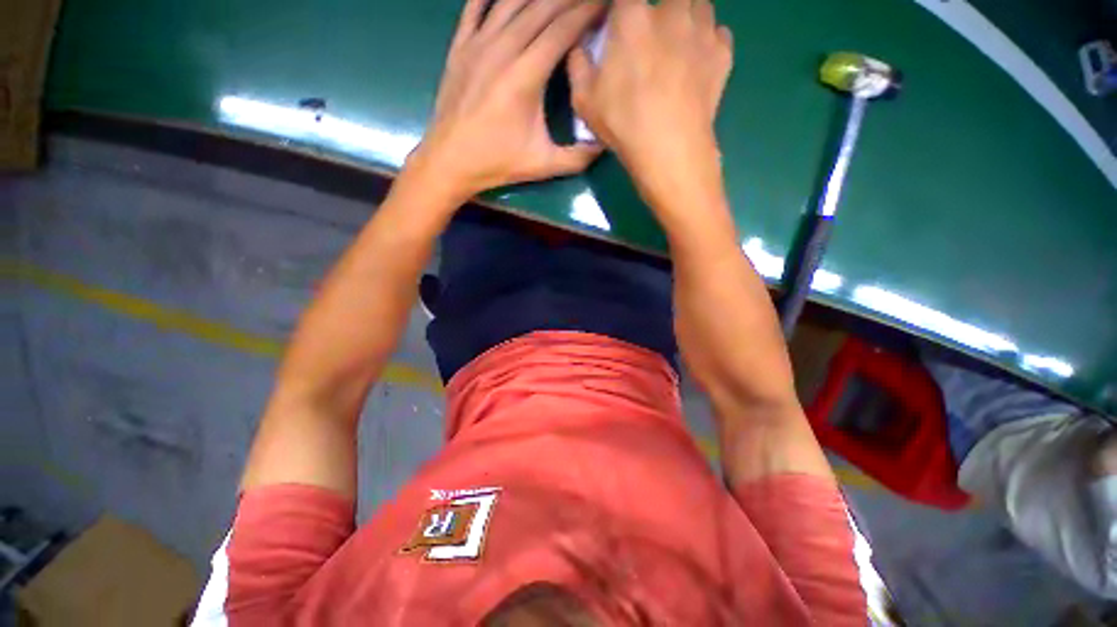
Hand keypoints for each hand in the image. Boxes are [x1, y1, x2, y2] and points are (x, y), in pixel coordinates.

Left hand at [408, 0, 605, 202]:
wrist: (450, 161)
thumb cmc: (497, 163)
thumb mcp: (543, 165)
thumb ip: (578, 158)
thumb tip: (605, 146)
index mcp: (525, 76)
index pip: (563, 28)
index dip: (587, 11)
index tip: (605, 5)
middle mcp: (502, 49)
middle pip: (541, 7)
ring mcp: (477, 44)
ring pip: (510, 0)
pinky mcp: (460, 47)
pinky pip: (475, 7)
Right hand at [568, 0, 732, 208]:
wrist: (669, 150)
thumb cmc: (623, 124)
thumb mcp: (584, 101)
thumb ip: (578, 66)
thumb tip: (580, 48)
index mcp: (633, 18)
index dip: (622, 10)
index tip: (621, 27)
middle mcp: (671, 12)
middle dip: (660, 11)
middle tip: (652, 36)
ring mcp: (702, 31)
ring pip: (699, 5)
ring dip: (687, 18)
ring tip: (678, 45)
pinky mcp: (722, 54)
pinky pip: (719, 33)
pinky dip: (709, 42)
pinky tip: (698, 62)